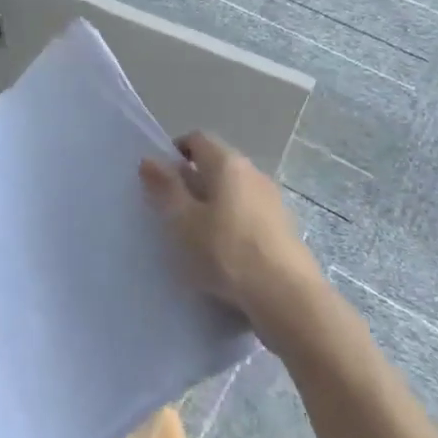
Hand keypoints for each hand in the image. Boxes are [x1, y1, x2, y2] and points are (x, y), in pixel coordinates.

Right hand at [140, 132, 323, 336]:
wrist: (287, 298)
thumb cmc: (227, 252)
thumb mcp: (183, 221)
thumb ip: (166, 188)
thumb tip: (149, 160)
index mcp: (228, 163)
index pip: (197, 139)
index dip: (175, 152)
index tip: (160, 180)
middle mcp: (254, 173)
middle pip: (216, 165)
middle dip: (192, 182)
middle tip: (173, 213)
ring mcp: (273, 201)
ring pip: (233, 192)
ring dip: (212, 206)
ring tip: (196, 238)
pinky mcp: (283, 229)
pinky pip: (248, 215)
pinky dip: (231, 225)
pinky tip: (224, 255)